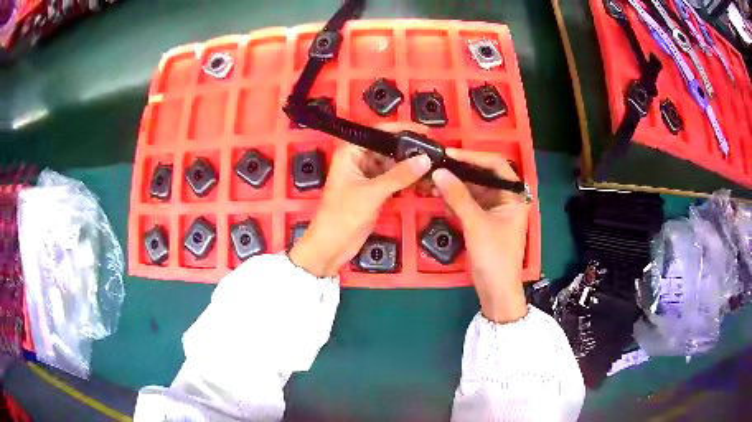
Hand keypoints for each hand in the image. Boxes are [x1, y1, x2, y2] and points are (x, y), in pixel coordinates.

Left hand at [290, 144, 430, 276]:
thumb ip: (399, 175)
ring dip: (411, 166)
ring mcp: (367, 176)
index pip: (379, 133)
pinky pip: (394, 180)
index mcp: (351, 152)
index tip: (425, 132)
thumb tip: (425, 159)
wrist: (332, 246)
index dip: (402, 130)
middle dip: (409, 149)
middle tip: (436, 150)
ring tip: (435, 164)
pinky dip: (408, 180)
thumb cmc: (343, 215)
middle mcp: (359, 160)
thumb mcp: (372, 193)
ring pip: (393, 165)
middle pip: (388, 148)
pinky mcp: (375, 192)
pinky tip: (426, 180)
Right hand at [432, 149, 529, 323]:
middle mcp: (505, 199)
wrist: (496, 290)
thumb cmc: (495, 256)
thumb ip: (458, 197)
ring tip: (433, 177)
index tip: (450, 154)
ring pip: (473, 189)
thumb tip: (438, 172)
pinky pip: (468, 203)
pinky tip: (438, 193)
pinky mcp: (483, 221)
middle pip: (483, 176)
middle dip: (461, 170)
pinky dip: (454, 198)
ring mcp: (494, 210)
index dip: (474, 157)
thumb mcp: (476, 224)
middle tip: (437, 163)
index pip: (496, 166)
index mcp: (514, 196)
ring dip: (455, 184)